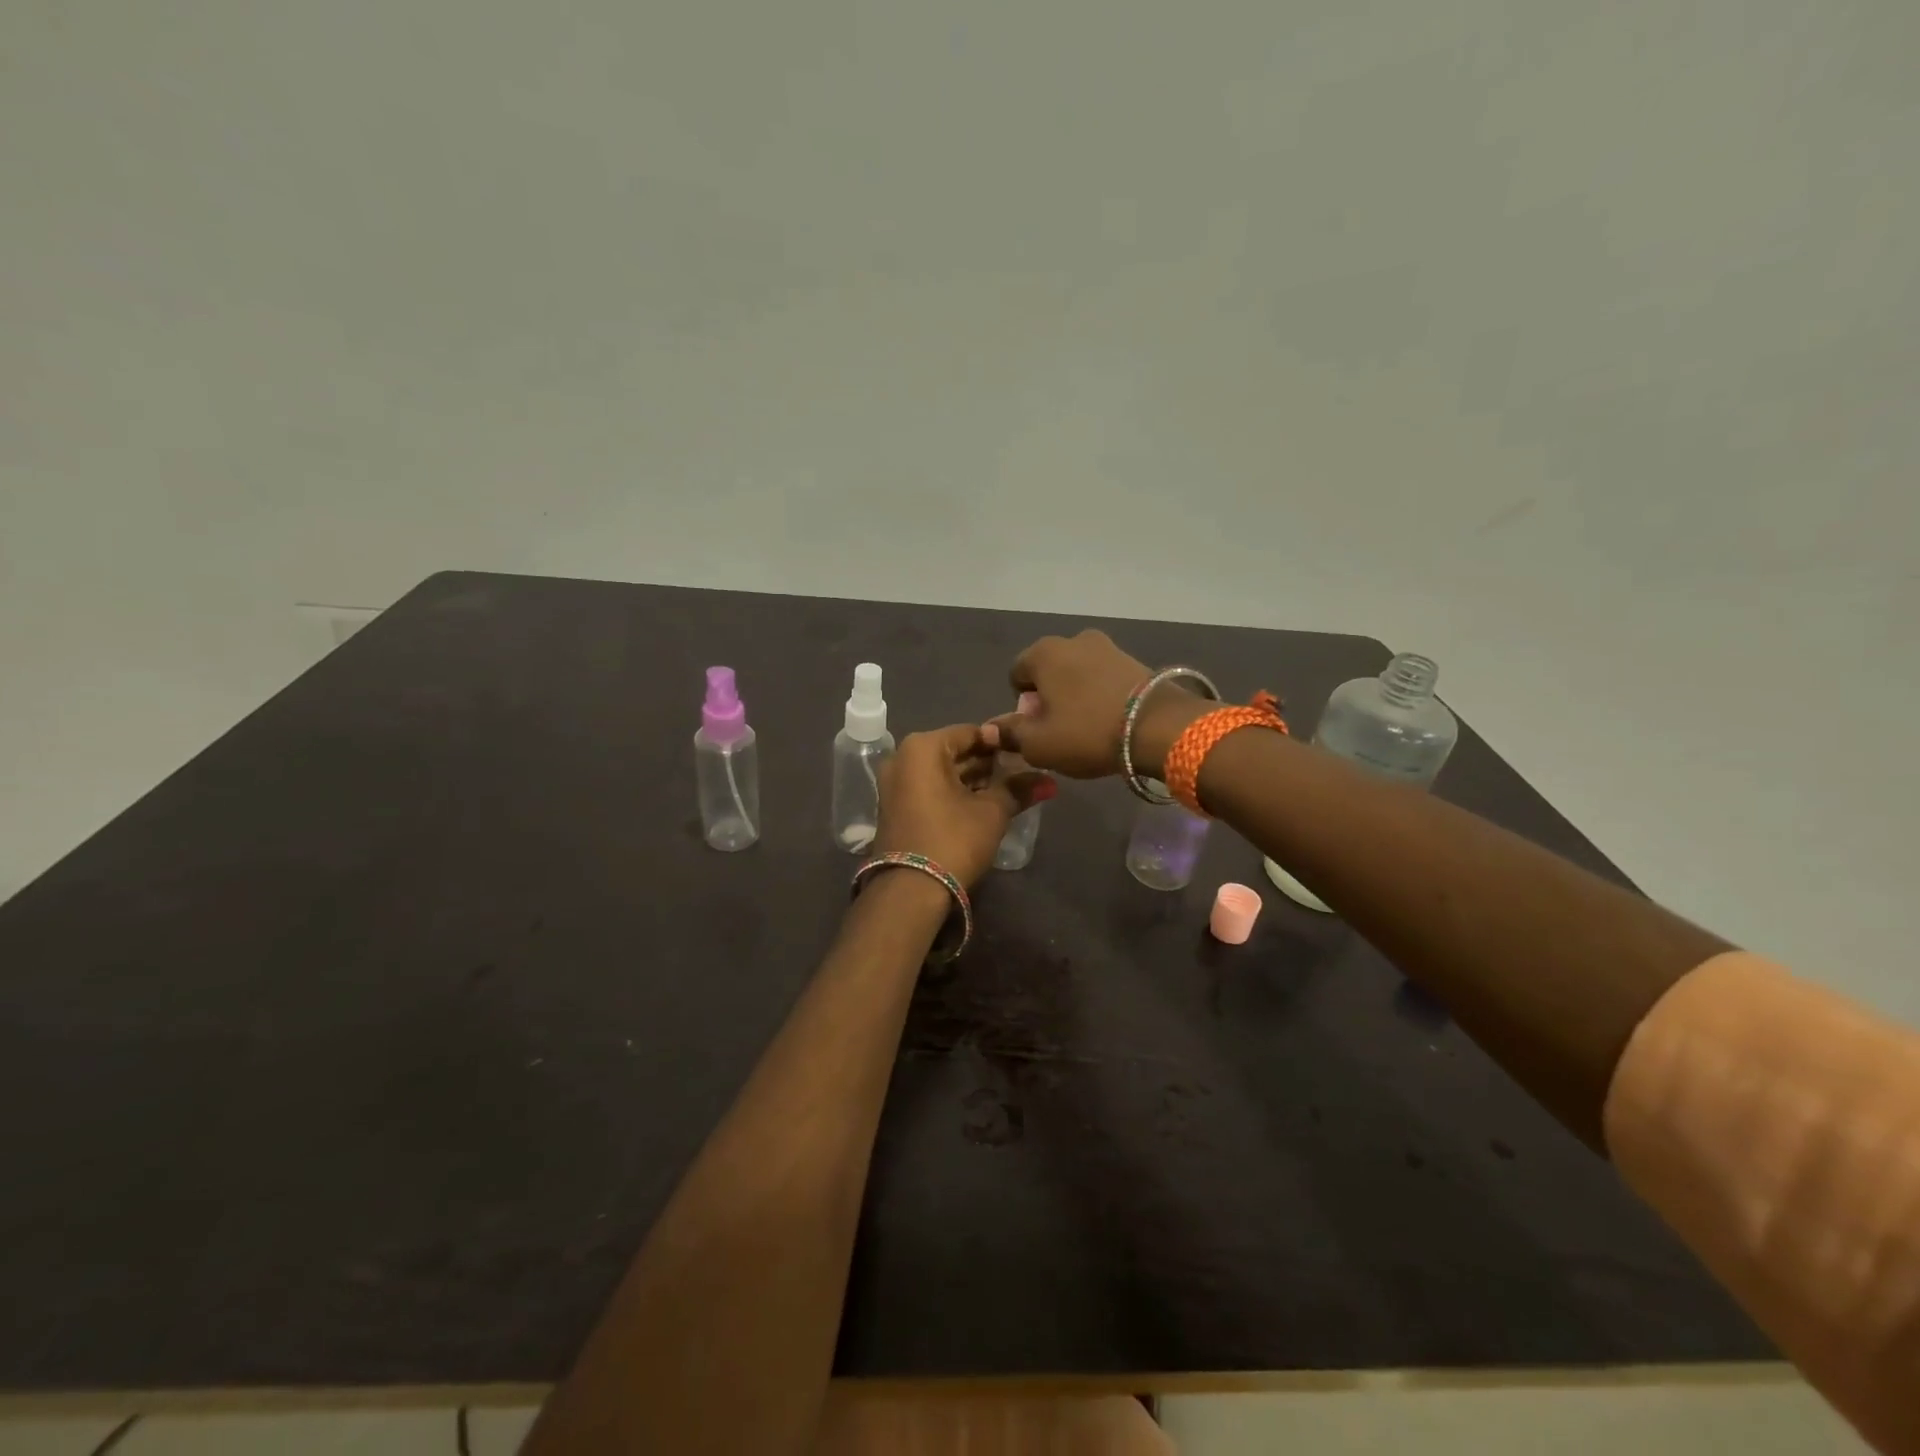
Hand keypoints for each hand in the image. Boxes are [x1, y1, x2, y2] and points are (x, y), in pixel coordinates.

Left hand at [873, 725, 1054, 887]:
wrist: (910, 891)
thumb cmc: (953, 840)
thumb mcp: (992, 812)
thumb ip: (1018, 789)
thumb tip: (1048, 782)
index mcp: (923, 748)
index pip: (971, 732)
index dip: (1001, 742)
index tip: (1026, 754)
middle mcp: (903, 758)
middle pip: (955, 751)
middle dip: (988, 763)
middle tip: (1022, 773)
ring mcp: (895, 783)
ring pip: (943, 772)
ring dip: (974, 780)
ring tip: (1009, 790)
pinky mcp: (896, 807)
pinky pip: (931, 788)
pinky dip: (955, 792)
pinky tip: (983, 804)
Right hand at [983, 630, 1206, 780]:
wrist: (1157, 727)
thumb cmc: (1086, 732)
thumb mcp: (1038, 744)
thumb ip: (1010, 734)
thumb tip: (991, 728)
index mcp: (1043, 653)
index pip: (1016, 674)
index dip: (1022, 704)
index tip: (1037, 727)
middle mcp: (1073, 640)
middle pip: (1048, 671)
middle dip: (1049, 696)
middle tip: (1060, 729)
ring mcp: (1107, 646)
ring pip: (1077, 673)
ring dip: (1076, 694)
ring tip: (1088, 725)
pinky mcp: (1133, 659)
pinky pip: (1103, 677)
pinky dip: (1100, 693)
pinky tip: (1109, 718)